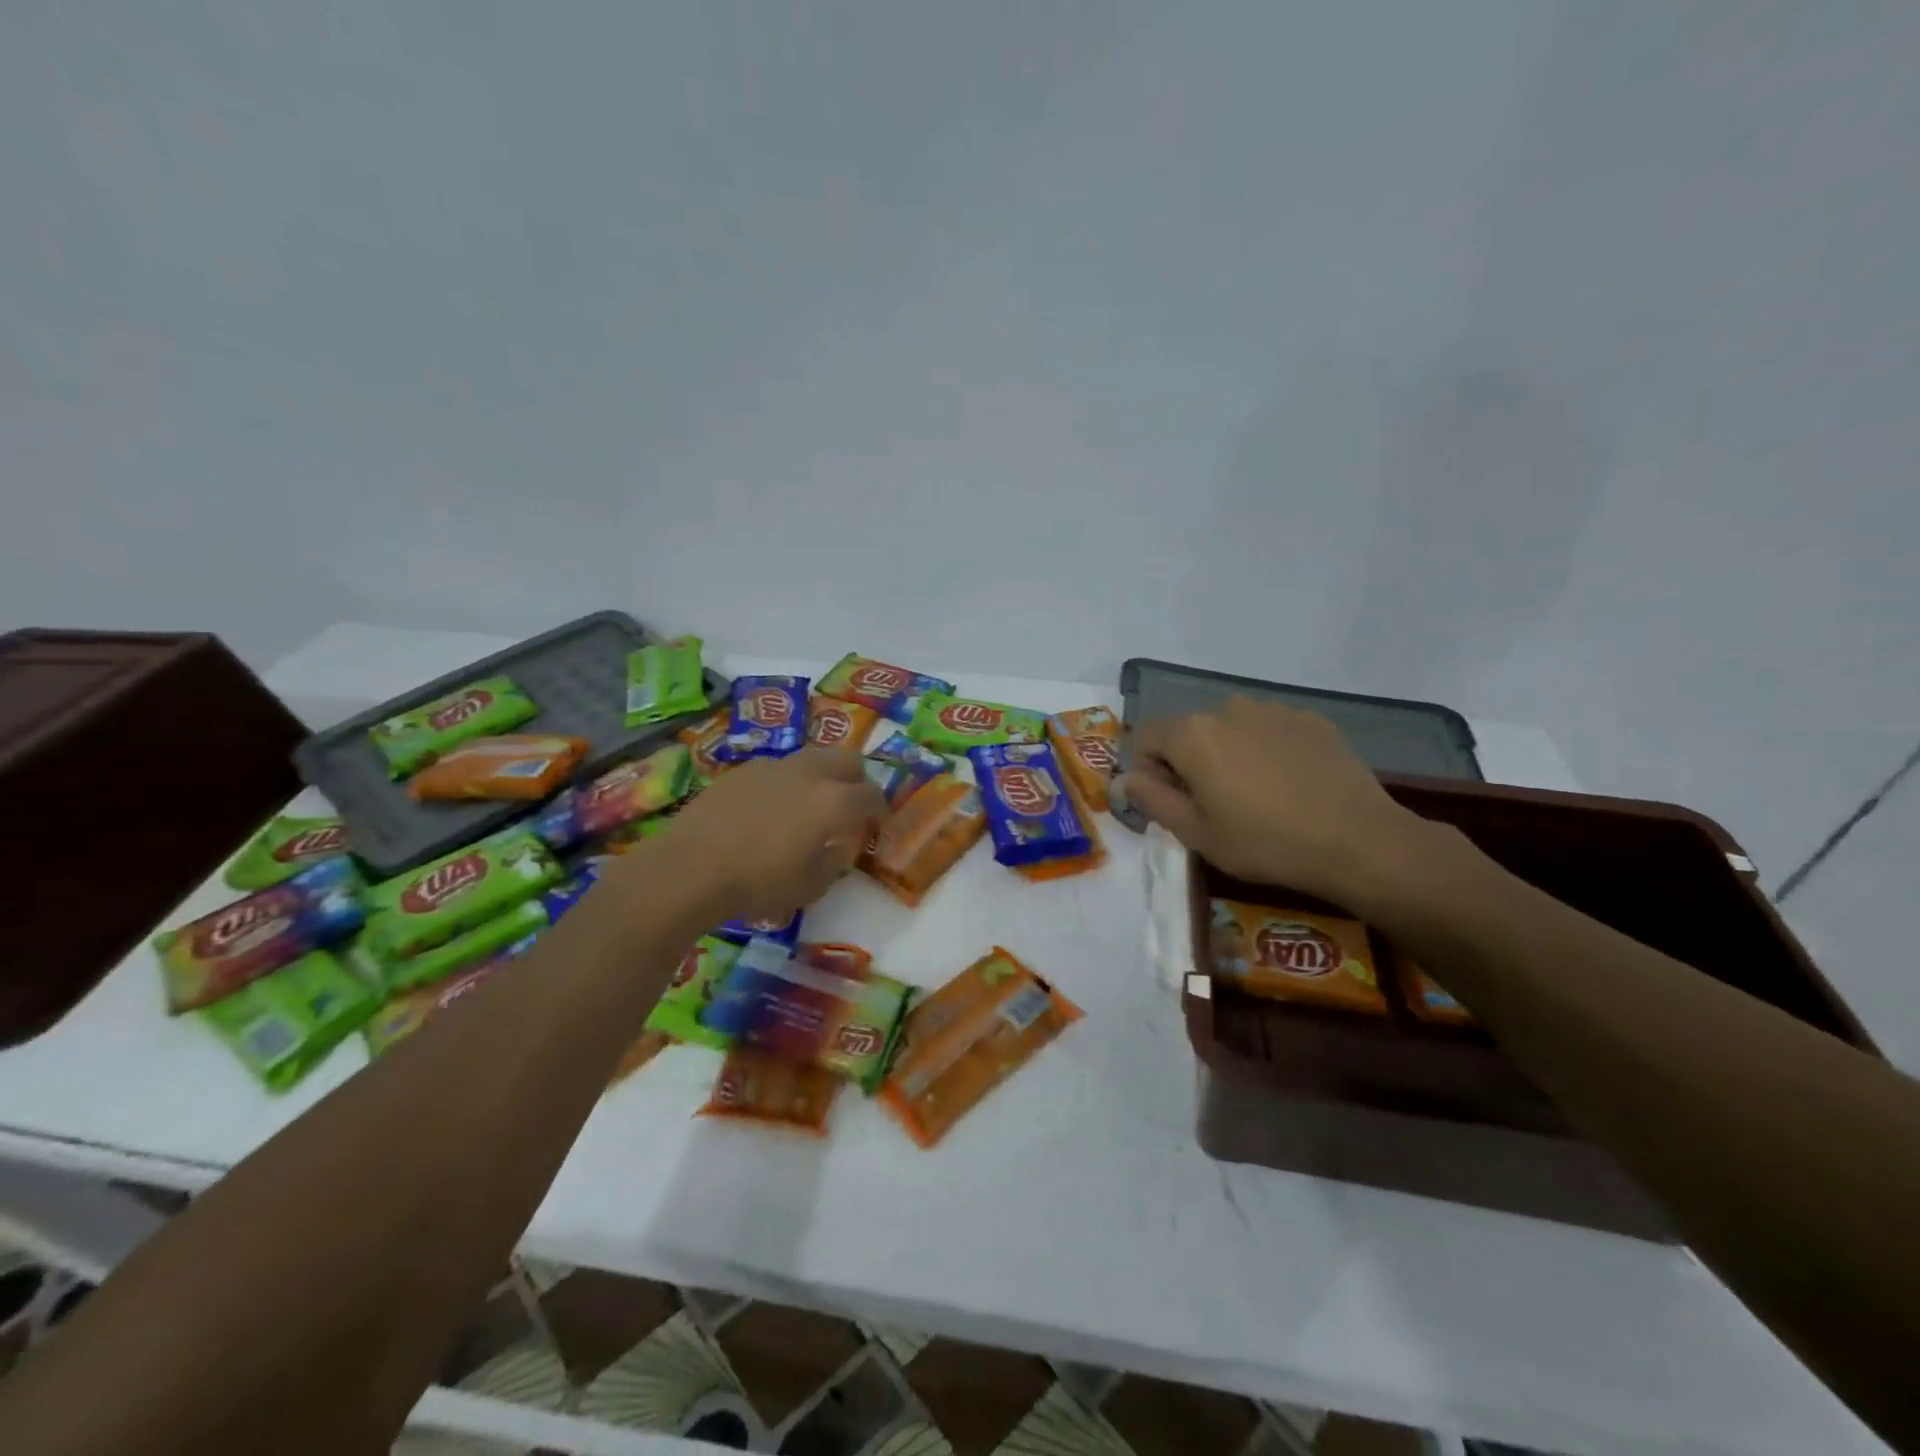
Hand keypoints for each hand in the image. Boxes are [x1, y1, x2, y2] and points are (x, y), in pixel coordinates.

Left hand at [653, 748, 887, 922]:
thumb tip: (839, 846)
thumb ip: (835, 862)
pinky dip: (787, 783)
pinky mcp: (743, 770)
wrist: (689, 869)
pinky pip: (779, 769)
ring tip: (809, 806)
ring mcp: (773, 766)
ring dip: (822, 777)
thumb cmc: (757, 883)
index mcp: (832, 802)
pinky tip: (770, 810)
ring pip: (812, 758)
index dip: (880, 810)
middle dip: (857, 780)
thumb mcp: (810, 887)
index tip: (877, 825)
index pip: (872, 795)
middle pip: (848, 760)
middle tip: (850, 806)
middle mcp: (808, 773)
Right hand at [1118, 697, 1428, 907]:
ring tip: (1256, 796)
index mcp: (1193, 734)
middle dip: (1188, 763)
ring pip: (1229, 730)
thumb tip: (1123, 778)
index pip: (1144, 738)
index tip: (1170, 804)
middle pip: (1188, 732)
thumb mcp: (1196, 832)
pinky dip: (1265, 752)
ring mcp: (1274, 711)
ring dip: (1228, 755)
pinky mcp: (1311, 720)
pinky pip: (1268, 731)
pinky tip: (1289, 786)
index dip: (1146, 772)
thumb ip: (1150, 798)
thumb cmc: (1265, 843)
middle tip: (1214, 806)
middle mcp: (1228, 709)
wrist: (1359, 842)